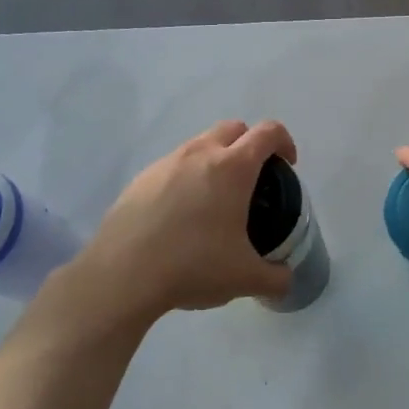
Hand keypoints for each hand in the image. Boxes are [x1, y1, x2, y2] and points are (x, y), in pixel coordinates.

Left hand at [50, 120, 298, 325]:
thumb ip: (276, 277)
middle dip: (250, 145)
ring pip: (199, 144)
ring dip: (216, 160)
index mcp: (232, 168)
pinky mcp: (139, 180)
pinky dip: (186, 179)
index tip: (287, 167)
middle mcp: (199, 154)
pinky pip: (172, 167)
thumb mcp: (245, 278)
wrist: (121, 277)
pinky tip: (181, 217)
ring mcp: (165, 164)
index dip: (285, 143)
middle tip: (254, 180)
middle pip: (233, 128)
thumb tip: (286, 279)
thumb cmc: (193, 266)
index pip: (268, 133)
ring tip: (216, 201)